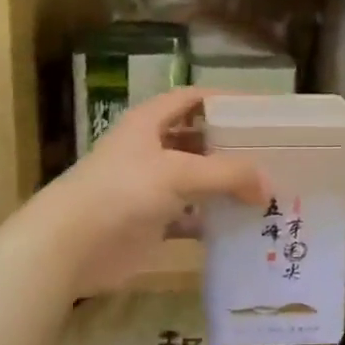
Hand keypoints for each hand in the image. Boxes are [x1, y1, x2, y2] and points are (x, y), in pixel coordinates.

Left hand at [30, 88, 267, 295]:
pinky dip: (213, 219)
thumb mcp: (177, 172)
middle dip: (232, 146)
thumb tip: (268, 185)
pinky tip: (242, 225)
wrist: (71, 245)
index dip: (224, 100)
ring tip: (267, 190)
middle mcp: (150, 149)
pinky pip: (191, 216)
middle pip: (198, 140)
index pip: (192, 99)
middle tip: (273, 155)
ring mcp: (151, 187)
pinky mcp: (152, 222)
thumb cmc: (121, 191)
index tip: (260, 111)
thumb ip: (226, 173)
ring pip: (197, 180)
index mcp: (149, 122)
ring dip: (226, 185)